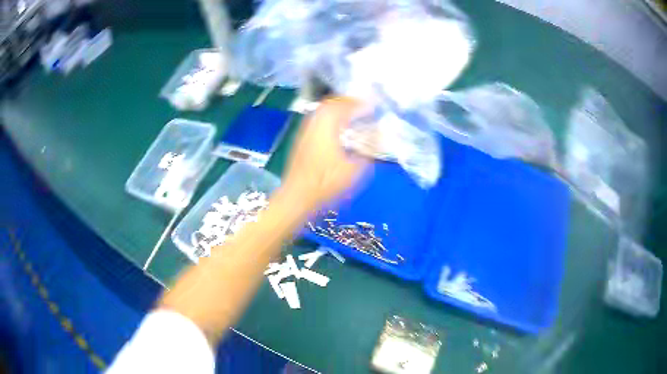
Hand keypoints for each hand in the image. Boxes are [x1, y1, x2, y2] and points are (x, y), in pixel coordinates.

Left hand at [280, 97, 368, 211]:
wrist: (297, 197)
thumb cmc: (326, 183)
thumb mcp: (354, 171)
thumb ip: (366, 154)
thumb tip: (375, 142)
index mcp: (327, 126)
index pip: (345, 106)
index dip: (360, 104)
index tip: (373, 107)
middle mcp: (314, 123)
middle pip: (331, 104)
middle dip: (347, 103)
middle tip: (362, 107)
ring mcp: (305, 131)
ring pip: (322, 112)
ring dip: (337, 111)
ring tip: (351, 116)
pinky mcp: (301, 141)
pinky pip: (317, 121)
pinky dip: (329, 120)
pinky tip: (336, 130)